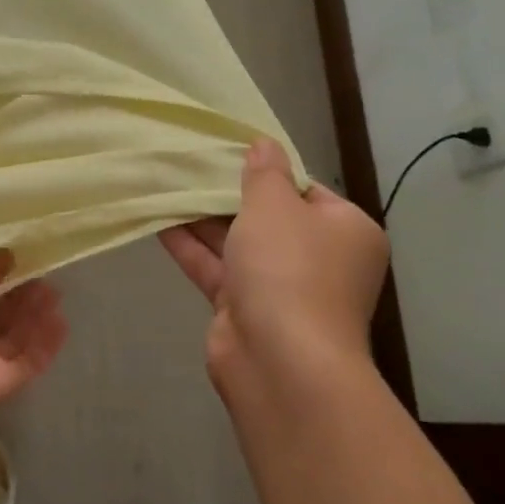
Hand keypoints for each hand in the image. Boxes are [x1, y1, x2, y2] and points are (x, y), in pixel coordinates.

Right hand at [159, 139, 389, 391]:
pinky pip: (217, 268)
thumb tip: (264, 144)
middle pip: (269, 218)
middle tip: (191, 164)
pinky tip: (159, 221)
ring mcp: (280, 288)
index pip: (306, 191)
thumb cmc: (289, 268)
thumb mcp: (275, 206)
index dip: (268, 172)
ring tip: (166, 185)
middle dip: (228, 195)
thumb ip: (264, 173)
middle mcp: (318, 259)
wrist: (279, 359)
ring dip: (203, 219)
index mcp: (345, 230)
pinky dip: (191, 247)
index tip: (229, 154)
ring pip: (238, 244)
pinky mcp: (244, 309)